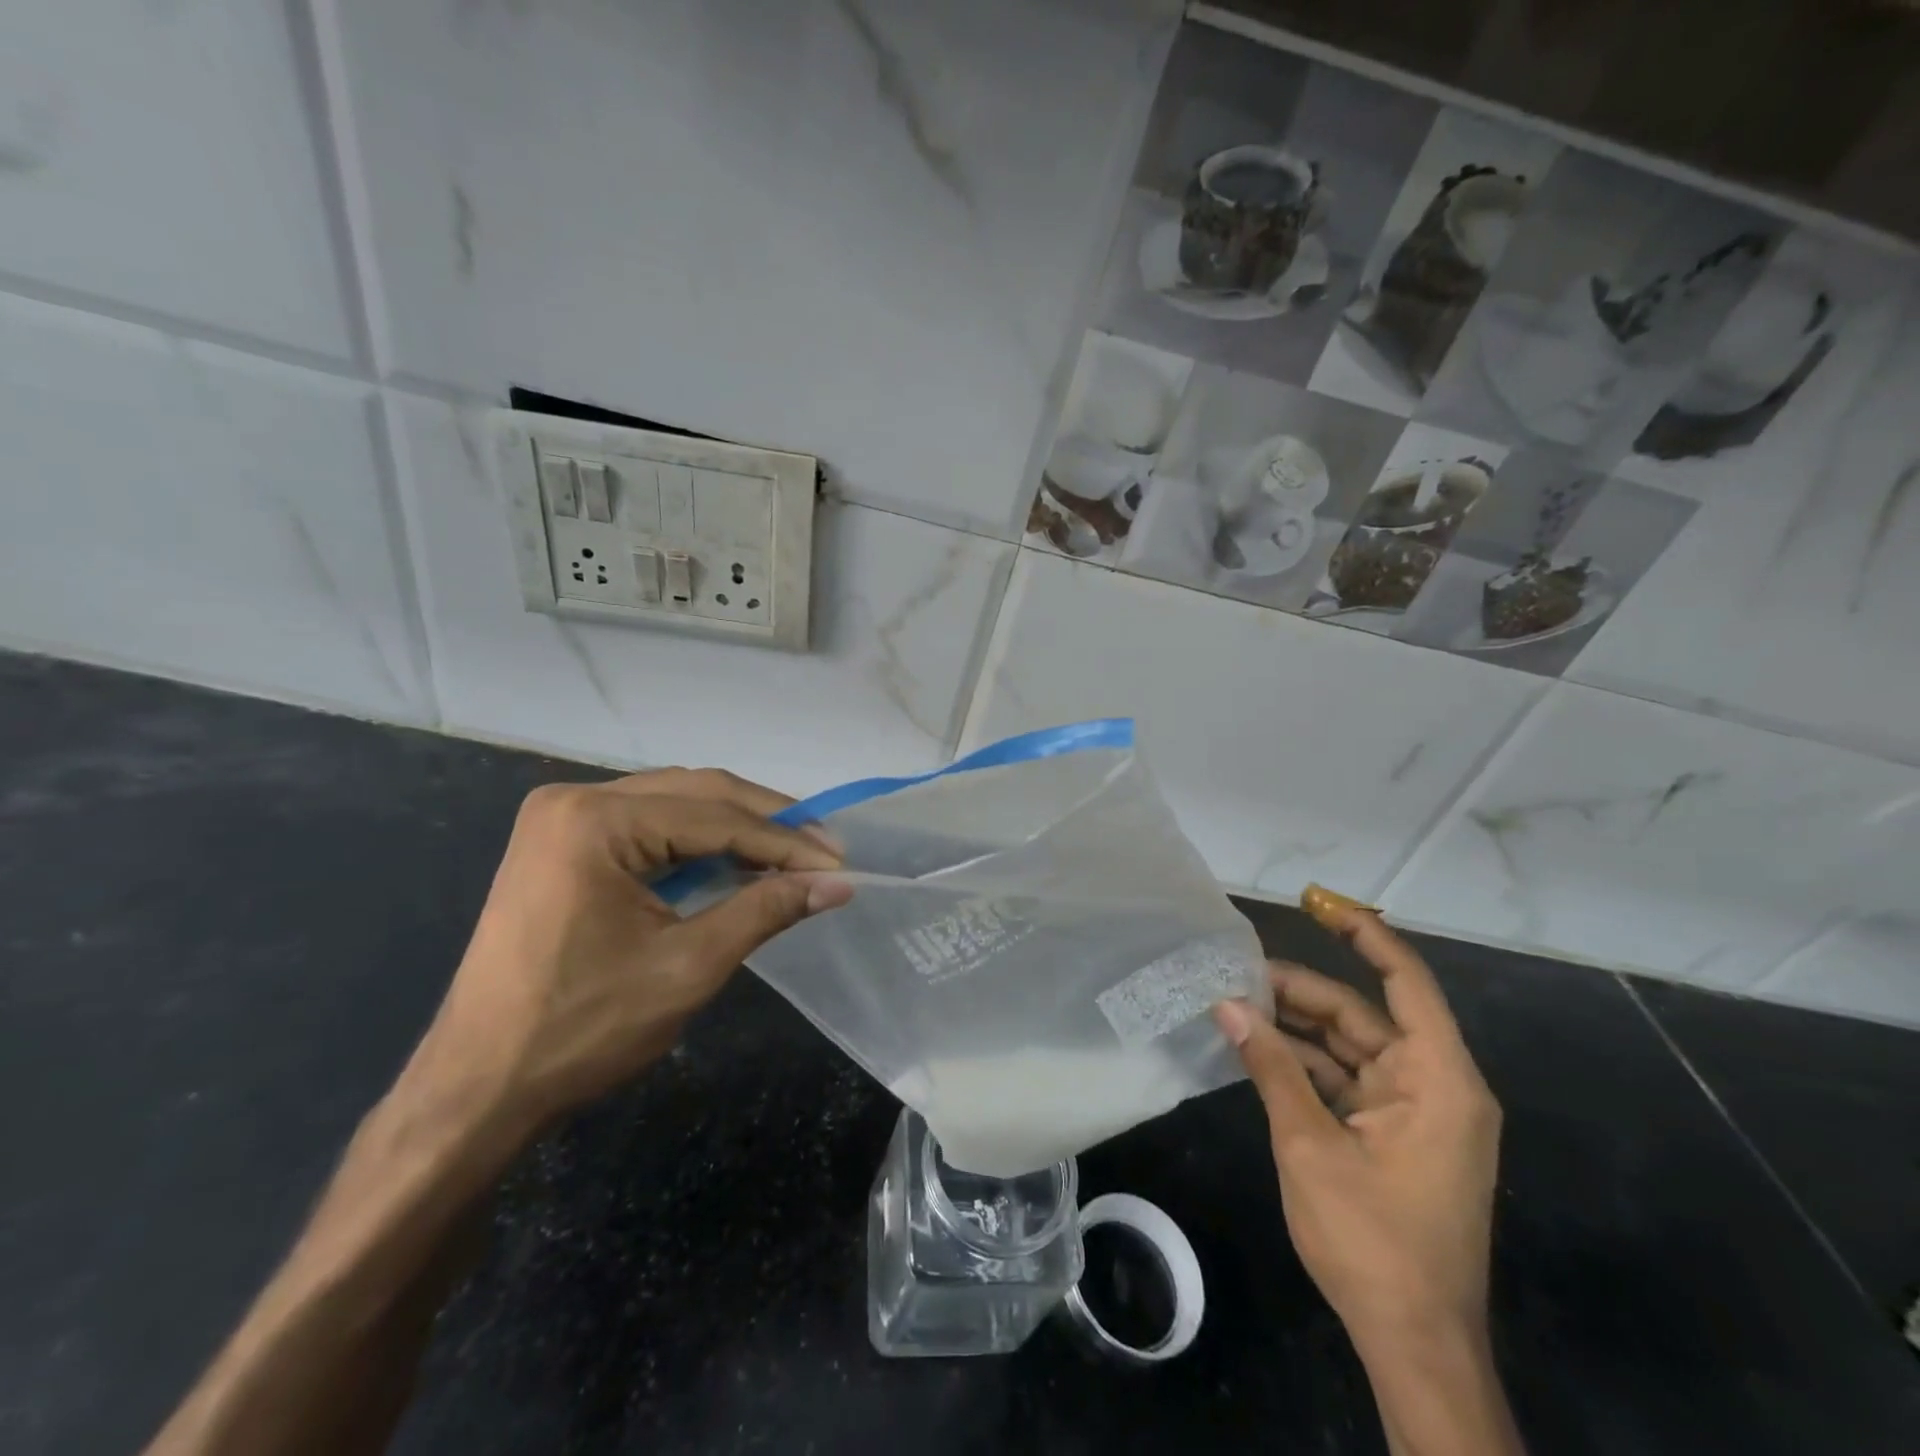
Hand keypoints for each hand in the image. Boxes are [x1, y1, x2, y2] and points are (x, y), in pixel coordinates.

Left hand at [405, 769, 848, 1132]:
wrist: (479, 1087)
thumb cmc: (582, 1029)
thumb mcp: (688, 967)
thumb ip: (765, 910)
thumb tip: (837, 883)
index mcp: (595, 820)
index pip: (715, 817)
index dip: (785, 841)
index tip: (838, 863)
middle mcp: (574, 799)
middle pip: (697, 793)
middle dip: (766, 822)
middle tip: (823, 851)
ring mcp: (562, 819)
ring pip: (675, 803)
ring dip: (736, 826)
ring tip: (791, 854)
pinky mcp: (561, 844)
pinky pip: (648, 825)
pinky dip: (698, 841)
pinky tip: (735, 860)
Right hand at [1213, 891, 1500, 1359]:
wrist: (1414, 1344)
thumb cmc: (1373, 1242)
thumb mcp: (1310, 1146)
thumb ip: (1270, 1067)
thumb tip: (1227, 1005)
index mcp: (1438, 1080)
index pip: (1406, 982)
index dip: (1365, 934)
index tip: (1317, 902)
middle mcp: (1433, 1085)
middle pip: (1364, 1014)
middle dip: (1301, 992)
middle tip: (1237, 974)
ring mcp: (1413, 1111)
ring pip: (1349, 1046)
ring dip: (1295, 1028)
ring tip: (1235, 1005)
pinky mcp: (1392, 1135)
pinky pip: (1344, 1079)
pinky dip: (1302, 1064)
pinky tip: (1254, 1049)